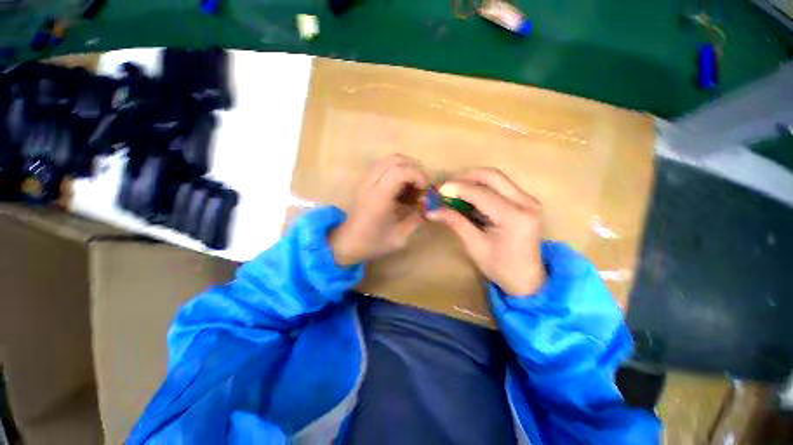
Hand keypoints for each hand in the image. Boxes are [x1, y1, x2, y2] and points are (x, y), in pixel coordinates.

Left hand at [329, 154, 429, 265]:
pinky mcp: (365, 181)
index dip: (418, 176)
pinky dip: (397, 170)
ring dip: (406, 168)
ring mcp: (366, 180)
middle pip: (395, 159)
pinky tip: (402, 187)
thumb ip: (417, 219)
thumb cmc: (372, 242)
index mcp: (379, 197)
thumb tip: (428, 205)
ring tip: (413, 186)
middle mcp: (370, 183)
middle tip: (422, 185)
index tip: (425, 190)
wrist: (347, 242)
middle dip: (414, 168)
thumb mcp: (400, 237)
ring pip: (389, 159)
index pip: (400, 171)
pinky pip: (384, 166)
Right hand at [427, 168, 544, 295]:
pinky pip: (501, 185)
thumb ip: (455, 222)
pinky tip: (469, 197)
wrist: (527, 279)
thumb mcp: (474, 245)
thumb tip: (432, 210)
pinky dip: (482, 187)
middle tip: (447, 187)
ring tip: (455, 191)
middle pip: (492, 175)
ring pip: (497, 178)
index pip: (481, 193)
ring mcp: (528, 200)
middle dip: (466, 177)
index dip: (457, 188)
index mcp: (514, 217)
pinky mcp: (525, 201)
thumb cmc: (500, 267)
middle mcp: (526, 202)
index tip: (438, 190)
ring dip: (473, 180)